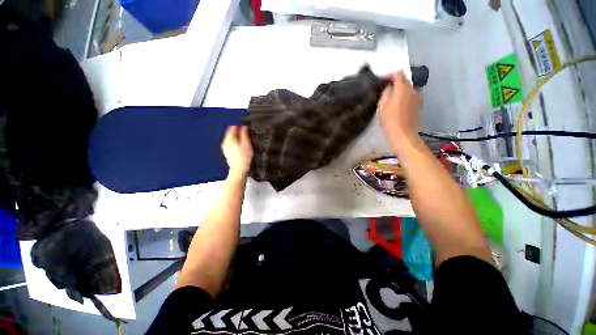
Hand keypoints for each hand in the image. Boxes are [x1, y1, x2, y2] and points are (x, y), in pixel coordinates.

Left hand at [221, 126, 252, 179]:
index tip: (245, 124)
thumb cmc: (244, 157)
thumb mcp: (246, 144)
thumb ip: (244, 134)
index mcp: (229, 138)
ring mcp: (225, 147)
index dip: (239, 124)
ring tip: (244, 137)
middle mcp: (225, 142)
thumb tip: (244, 126)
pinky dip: (235, 141)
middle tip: (245, 130)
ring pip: (230, 138)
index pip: (232, 127)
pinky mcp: (227, 152)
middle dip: (237, 130)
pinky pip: (231, 143)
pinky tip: (240, 144)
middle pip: (230, 132)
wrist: (239, 170)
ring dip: (237, 136)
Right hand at [378, 71, 421, 150]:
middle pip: (404, 81)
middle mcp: (412, 90)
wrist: (403, 135)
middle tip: (384, 91)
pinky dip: (403, 98)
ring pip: (407, 90)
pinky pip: (409, 97)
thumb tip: (388, 87)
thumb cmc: (390, 121)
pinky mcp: (417, 106)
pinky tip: (396, 107)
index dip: (390, 75)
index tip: (383, 81)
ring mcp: (417, 98)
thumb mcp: (382, 106)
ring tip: (389, 100)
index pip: (398, 74)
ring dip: (399, 91)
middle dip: (394, 84)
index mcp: (403, 89)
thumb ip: (385, 93)